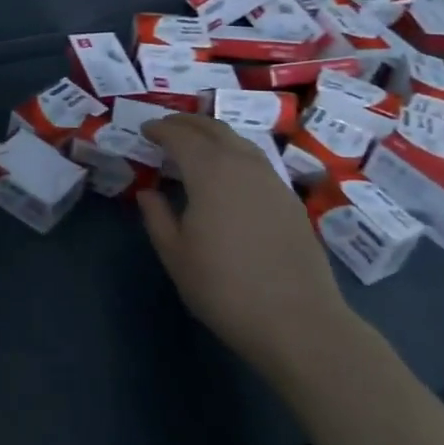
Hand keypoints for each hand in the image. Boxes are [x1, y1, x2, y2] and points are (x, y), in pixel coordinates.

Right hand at [137, 115, 352, 371]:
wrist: (298, 321)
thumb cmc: (225, 287)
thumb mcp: (176, 255)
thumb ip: (157, 217)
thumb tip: (148, 192)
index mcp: (210, 171)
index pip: (180, 136)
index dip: (160, 129)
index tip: (145, 129)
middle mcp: (242, 164)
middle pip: (213, 128)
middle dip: (187, 123)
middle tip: (167, 127)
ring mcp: (272, 179)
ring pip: (239, 140)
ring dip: (213, 134)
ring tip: (196, 143)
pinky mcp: (290, 199)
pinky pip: (256, 160)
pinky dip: (234, 152)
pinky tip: (229, 172)